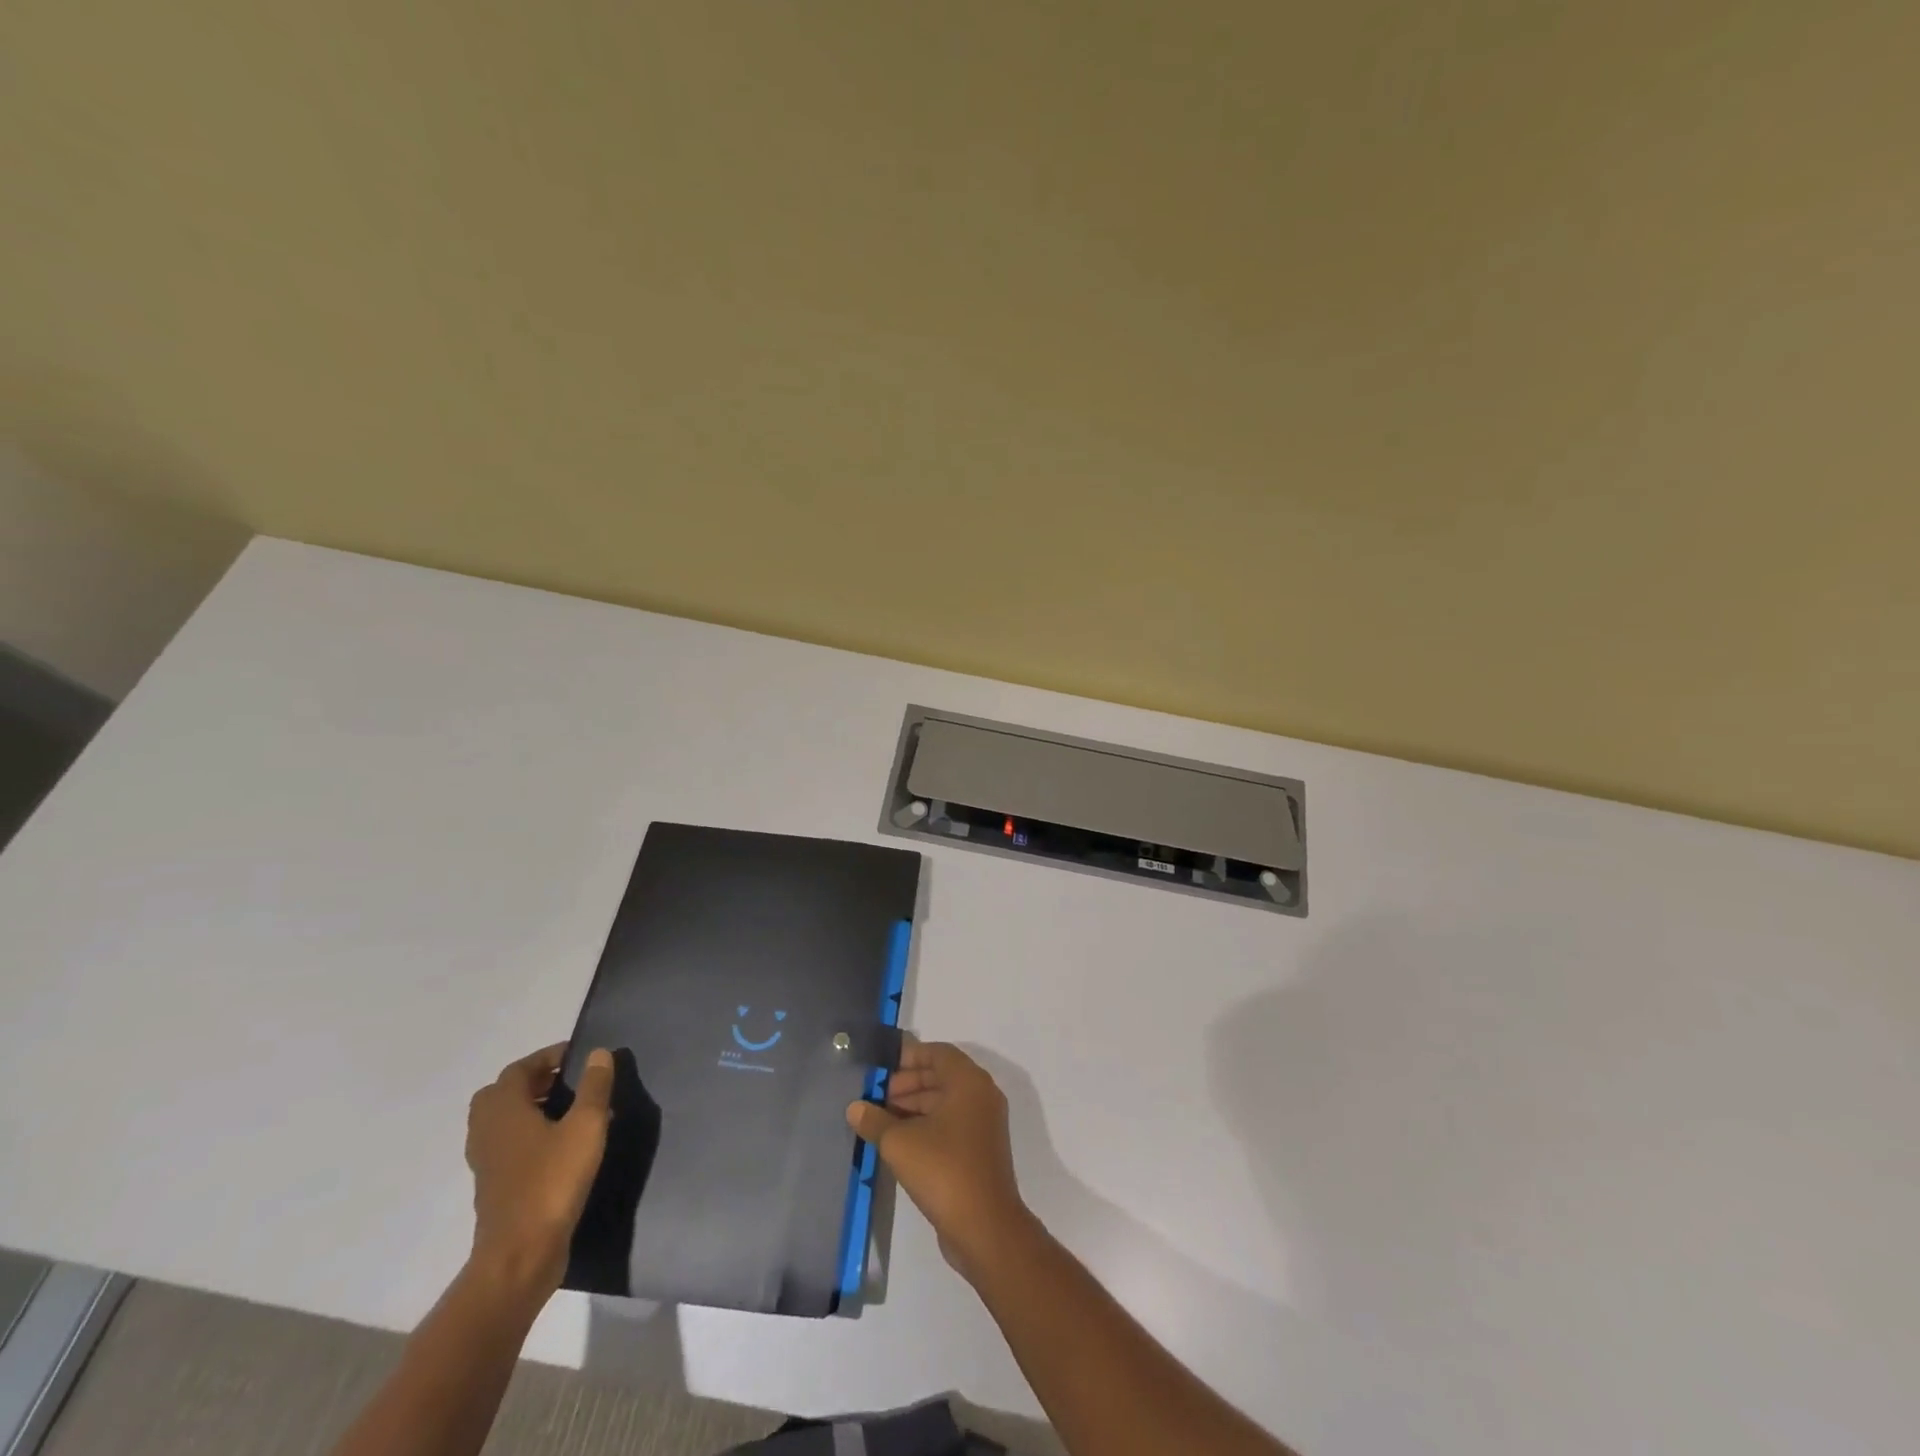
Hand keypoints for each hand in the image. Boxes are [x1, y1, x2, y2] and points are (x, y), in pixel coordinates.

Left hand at [465, 1044, 612, 1295]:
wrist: (520, 1256)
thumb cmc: (553, 1181)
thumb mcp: (586, 1126)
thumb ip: (594, 1087)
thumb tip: (598, 1053)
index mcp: (503, 1110)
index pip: (519, 1069)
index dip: (548, 1057)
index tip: (579, 1056)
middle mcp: (487, 1131)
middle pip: (504, 1094)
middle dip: (536, 1082)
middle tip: (571, 1081)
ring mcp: (487, 1162)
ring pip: (505, 1121)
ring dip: (534, 1108)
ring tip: (573, 1110)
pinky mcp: (495, 1186)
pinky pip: (510, 1145)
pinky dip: (532, 1135)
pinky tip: (564, 1145)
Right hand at [846, 1040, 1036, 1282]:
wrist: (985, 1227)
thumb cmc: (944, 1170)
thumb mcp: (900, 1143)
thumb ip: (875, 1120)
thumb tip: (854, 1107)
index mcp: (969, 1081)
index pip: (937, 1052)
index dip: (908, 1057)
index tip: (880, 1069)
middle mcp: (981, 1095)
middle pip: (941, 1076)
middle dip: (907, 1083)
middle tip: (875, 1097)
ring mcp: (983, 1124)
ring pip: (945, 1102)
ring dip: (914, 1106)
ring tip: (880, 1120)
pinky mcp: (980, 1149)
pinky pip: (951, 1124)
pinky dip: (926, 1125)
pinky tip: (898, 1142)